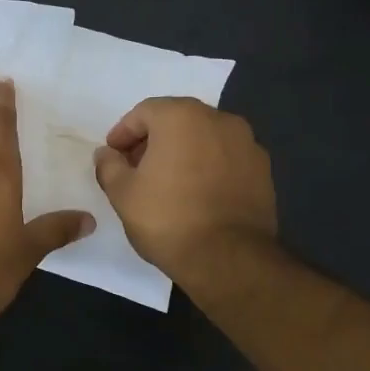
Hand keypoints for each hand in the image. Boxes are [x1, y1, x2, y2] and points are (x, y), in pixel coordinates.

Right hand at [92, 98, 277, 284]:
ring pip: (204, 137)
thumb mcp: (122, 192)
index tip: (113, 155)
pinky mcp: (263, 170)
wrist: (228, 258)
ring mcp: (247, 143)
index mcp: (181, 117)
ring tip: (167, 181)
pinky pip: (226, 157)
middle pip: (177, 119)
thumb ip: (109, 165)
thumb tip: (106, 154)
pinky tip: (196, 192)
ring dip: (182, 151)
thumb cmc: (167, 218)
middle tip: (136, 166)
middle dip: (153, 139)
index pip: (144, 112)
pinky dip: (208, 166)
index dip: (123, 133)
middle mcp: (218, 120)